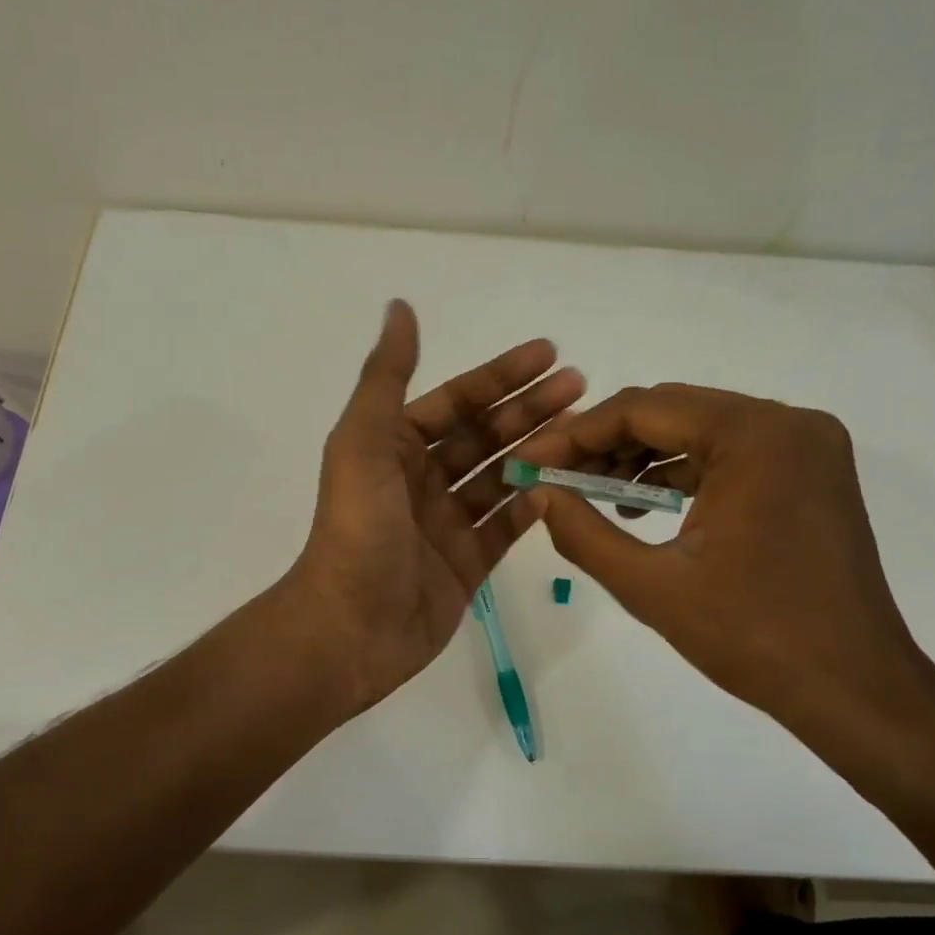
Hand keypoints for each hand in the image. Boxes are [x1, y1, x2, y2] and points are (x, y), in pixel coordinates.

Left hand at [287, 301, 583, 713]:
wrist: (351, 627)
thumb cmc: (358, 529)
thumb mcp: (364, 442)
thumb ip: (386, 376)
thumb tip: (400, 307)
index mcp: (393, 447)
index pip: (456, 401)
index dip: (500, 375)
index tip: (549, 353)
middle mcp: (420, 480)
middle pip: (484, 436)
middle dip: (529, 408)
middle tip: (580, 386)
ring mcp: (445, 524)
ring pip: (500, 478)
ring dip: (538, 452)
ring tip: (583, 432)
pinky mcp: (466, 564)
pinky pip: (505, 528)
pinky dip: (532, 506)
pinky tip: (565, 486)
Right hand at [512, 384, 934, 738]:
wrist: (854, 688)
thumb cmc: (752, 637)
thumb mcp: (651, 586)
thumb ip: (582, 533)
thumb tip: (537, 492)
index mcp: (755, 435)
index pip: (643, 409)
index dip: (576, 434)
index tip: (530, 460)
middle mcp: (788, 423)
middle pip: (673, 411)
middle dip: (606, 443)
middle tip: (554, 476)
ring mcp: (807, 446)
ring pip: (700, 430)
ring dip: (642, 458)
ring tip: (589, 493)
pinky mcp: (811, 473)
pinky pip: (731, 454)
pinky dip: (683, 473)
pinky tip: (643, 507)